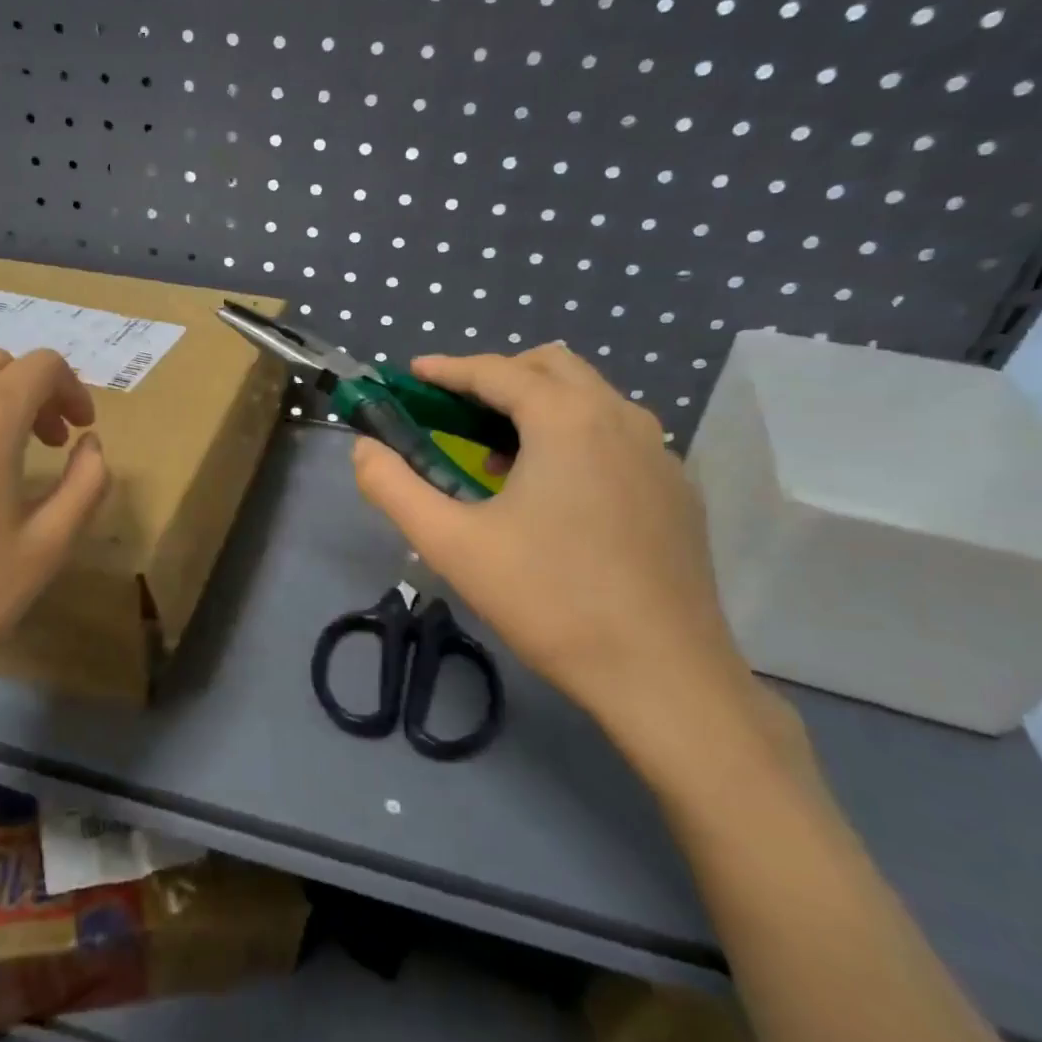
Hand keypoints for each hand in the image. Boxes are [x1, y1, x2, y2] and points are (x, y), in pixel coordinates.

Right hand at [352, 346, 770, 756]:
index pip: (497, 371)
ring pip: (591, 398)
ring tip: (498, 453)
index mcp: (567, 419)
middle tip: (454, 411)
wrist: (663, 674)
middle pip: (552, 367)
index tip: (412, 375)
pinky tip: (554, 492)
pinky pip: (617, 435)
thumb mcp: (451, 544)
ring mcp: (659, 453)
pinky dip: (575, 436)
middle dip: (497, 376)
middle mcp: (621, 419)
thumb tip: (364, 448)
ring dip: (538, 405)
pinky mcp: (677, 489)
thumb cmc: (549, 600)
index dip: (447, 369)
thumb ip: (394, 487)